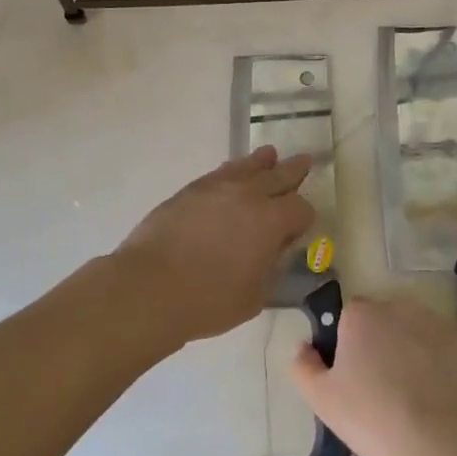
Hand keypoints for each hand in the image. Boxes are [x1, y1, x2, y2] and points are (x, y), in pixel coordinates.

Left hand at [112, 146, 313, 349]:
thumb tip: (275, 251)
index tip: (299, 228)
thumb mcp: (255, 296)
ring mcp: (218, 187)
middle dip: (295, 171)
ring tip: (270, 155)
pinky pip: (221, 172)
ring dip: (263, 161)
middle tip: (306, 162)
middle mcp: (249, 194)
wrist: (150, 287)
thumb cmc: (209, 300)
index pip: (301, 208)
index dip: (304, 218)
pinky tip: (233, 172)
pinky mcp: (191, 189)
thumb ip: (271, 268)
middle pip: (280, 175)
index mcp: (272, 220)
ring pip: (248, 165)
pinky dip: (233, 170)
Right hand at [289, 296, 456, 455]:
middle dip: (381, 343)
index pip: (349, 317)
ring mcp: (436, 323)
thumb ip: (303, 366)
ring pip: (416, 332)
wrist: (436, 442)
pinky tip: (436, 397)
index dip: (349, 344)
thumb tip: (302, 347)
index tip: (352, 375)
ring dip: (410, 350)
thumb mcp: (321, 399)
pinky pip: (444, 350)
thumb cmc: (370, 417)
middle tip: (380, 386)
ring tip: (411, 395)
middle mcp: (399, 307)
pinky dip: (440, 365)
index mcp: (361, 315)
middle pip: (384, 320)